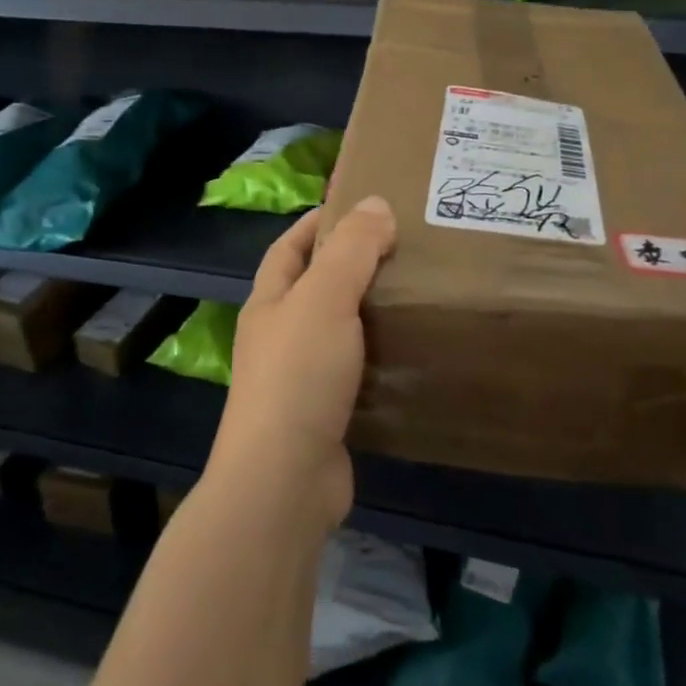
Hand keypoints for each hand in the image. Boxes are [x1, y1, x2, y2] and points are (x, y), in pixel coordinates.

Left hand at [210, 196, 396, 529]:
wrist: (283, 482)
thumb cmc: (299, 376)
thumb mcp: (325, 298)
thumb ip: (351, 250)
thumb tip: (375, 203)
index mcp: (270, 302)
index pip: (289, 247)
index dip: (317, 223)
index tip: (359, 206)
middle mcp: (278, 336)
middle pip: (314, 286)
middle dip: (351, 264)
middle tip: (404, 248)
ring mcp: (299, 378)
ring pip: (338, 330)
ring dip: (368, 311)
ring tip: (416, 293)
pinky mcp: (324, 414)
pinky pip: (356, 371)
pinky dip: (380, 357)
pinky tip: (413, 352)